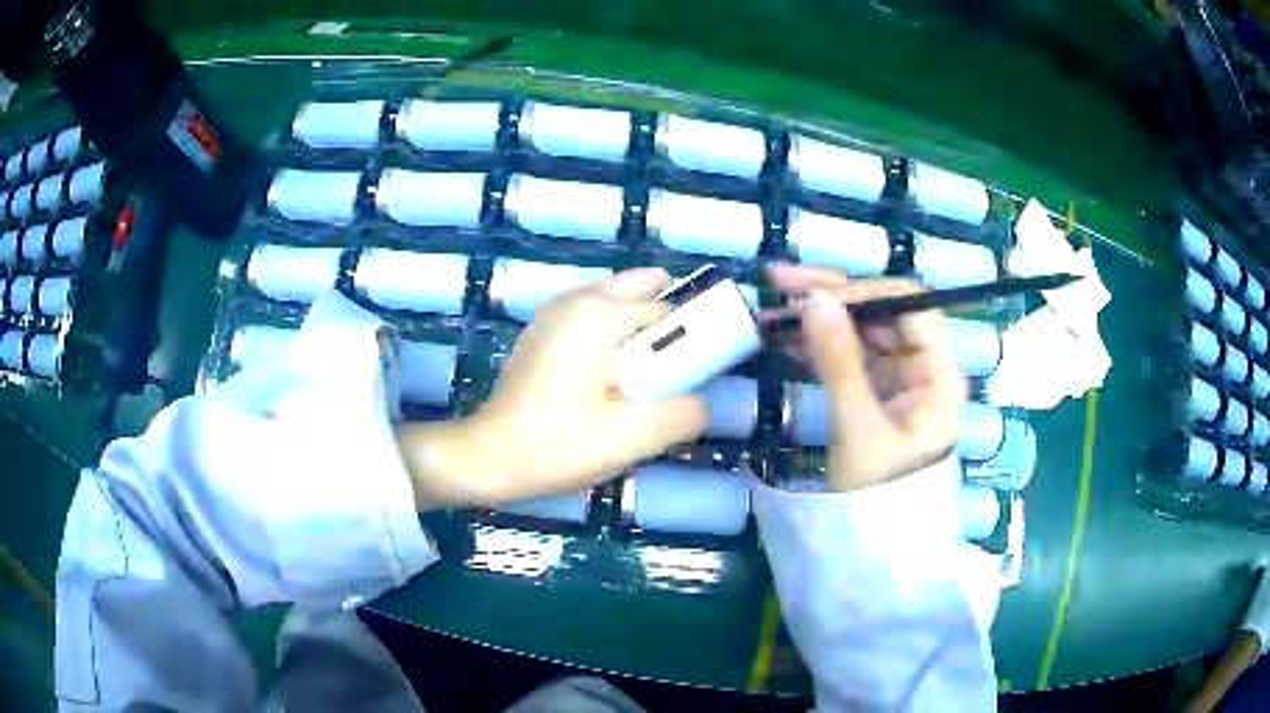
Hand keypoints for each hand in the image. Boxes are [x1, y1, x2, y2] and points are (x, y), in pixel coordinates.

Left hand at [397, 268, 707, 509]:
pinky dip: (612, 335)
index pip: (667, 309)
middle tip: (674, 368)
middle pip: (638, 289)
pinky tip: (610, 378)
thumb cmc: (558, 444)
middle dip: (665, 318)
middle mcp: (575, 300)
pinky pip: (590, 319)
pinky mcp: (541, 334)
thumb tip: (702, 403)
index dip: (690, 337)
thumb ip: (683, 414)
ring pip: (613, 302)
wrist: (488, 457)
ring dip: (638, 328)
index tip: (696, 373)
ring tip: (646, 377)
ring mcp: (552, 314)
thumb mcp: (632, 437)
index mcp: (598, 313)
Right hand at [769, 264, 966, 491]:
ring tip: (775, 308)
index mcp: (937, 373)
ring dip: (822, 317)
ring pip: (863, 331)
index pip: (910, 306)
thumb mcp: (858, 428)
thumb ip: (839, 362)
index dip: (865, 291)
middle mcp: (924, 367)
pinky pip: (851, 356)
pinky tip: (788, 336)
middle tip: (781, 284)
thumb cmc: (879, 493)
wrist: (877, 545)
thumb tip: (815, 300)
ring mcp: (900, 379)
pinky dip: (821, 344)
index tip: (816, 293)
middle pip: (884, 313)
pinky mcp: (877, 392)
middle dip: (834, 296)